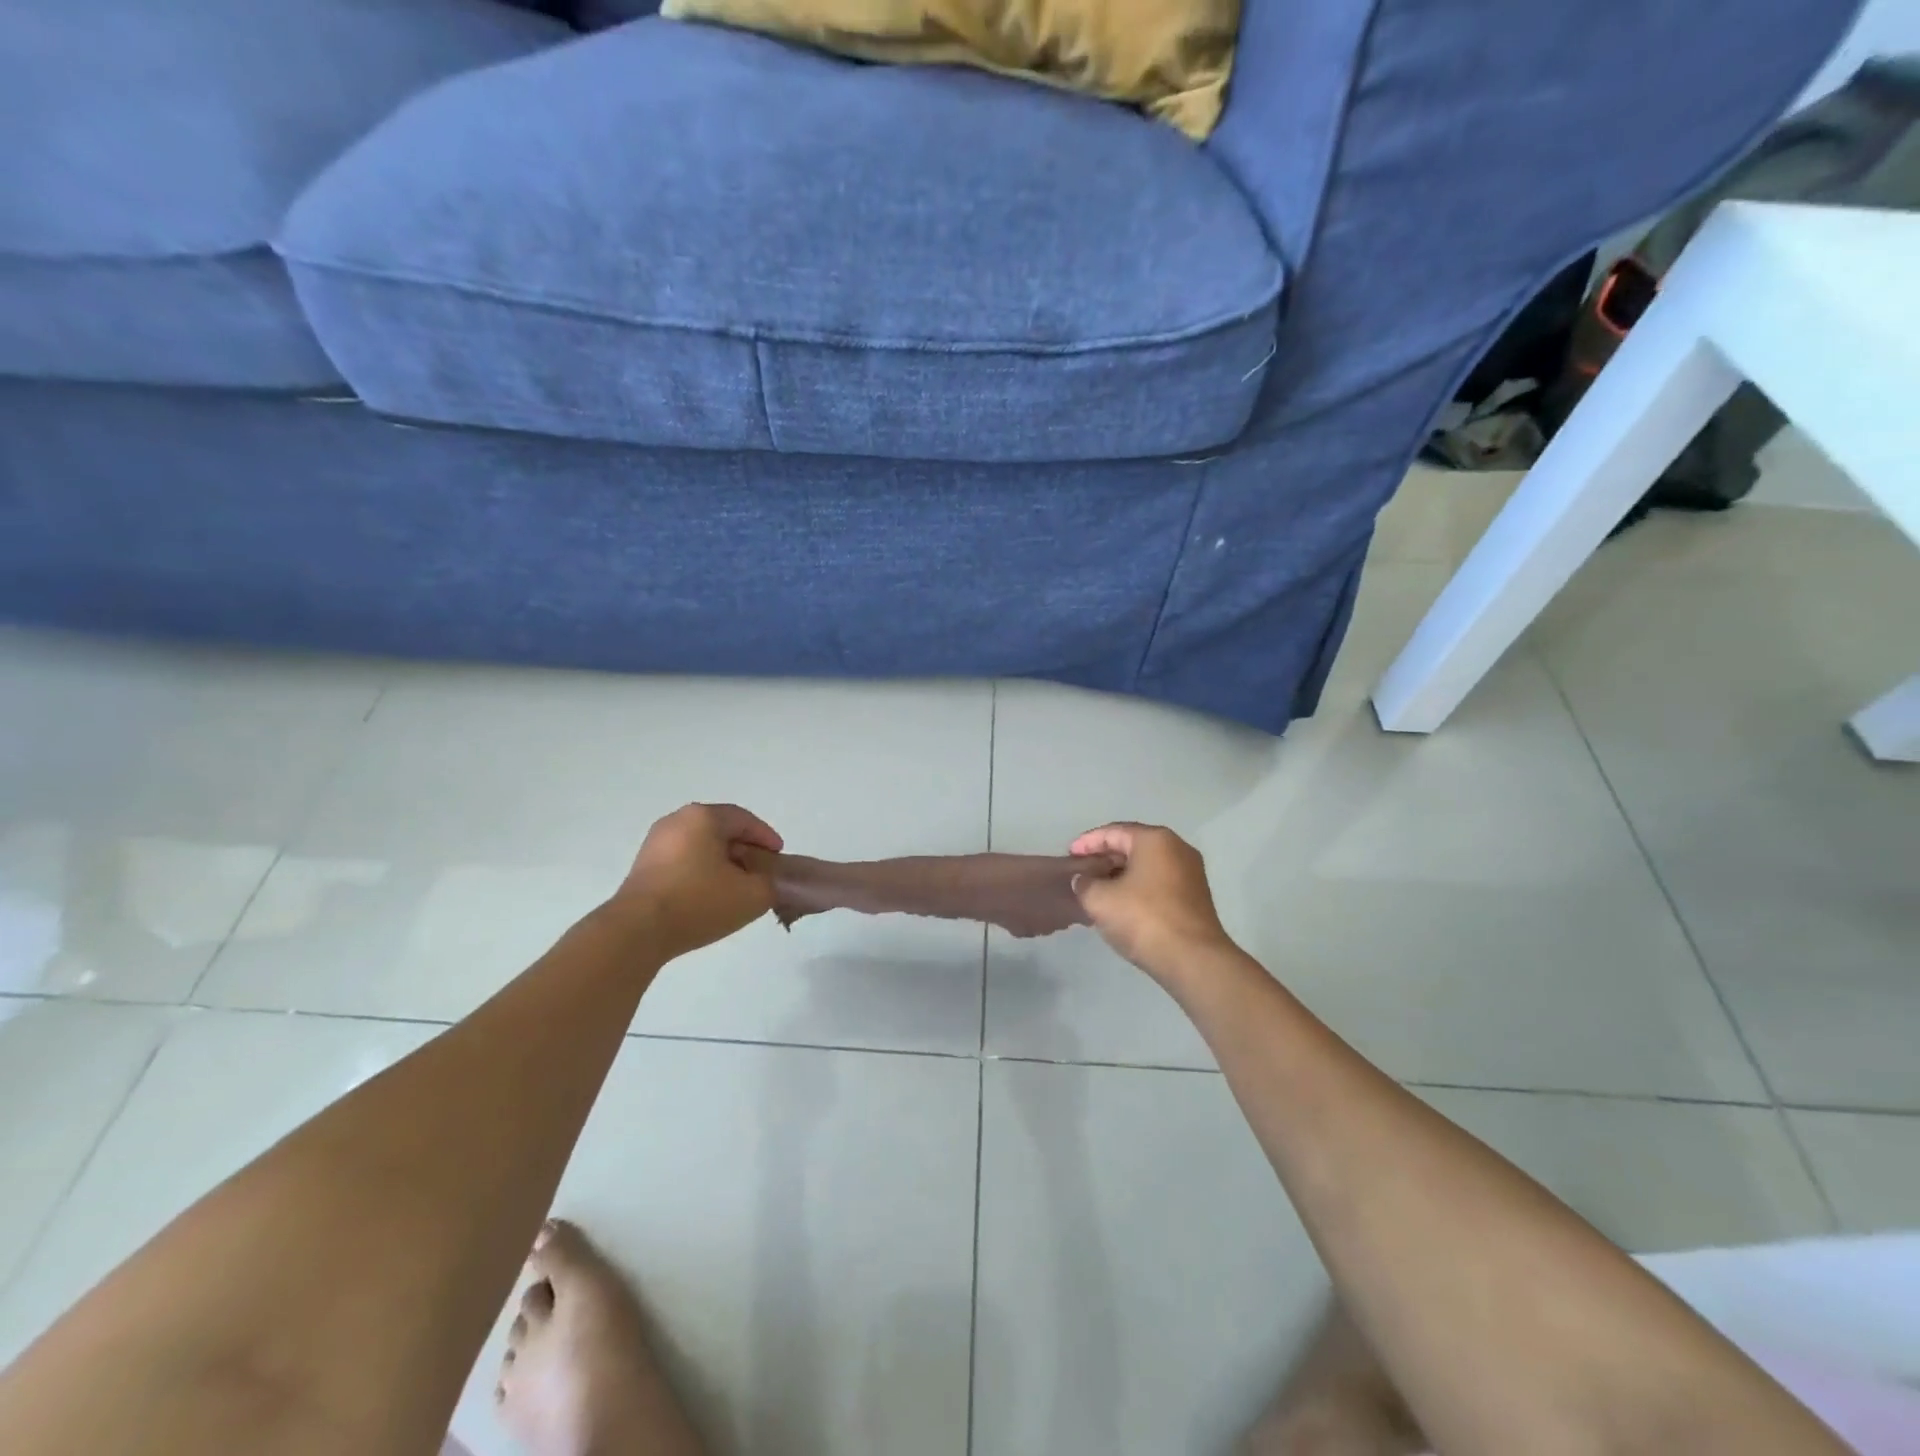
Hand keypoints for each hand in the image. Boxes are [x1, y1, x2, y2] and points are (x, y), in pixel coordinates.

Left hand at [615, 803, 783, 960]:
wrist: (637, 932)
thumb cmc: (699, 902)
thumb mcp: (753, 895)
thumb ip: (771, 883)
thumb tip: (765, 882)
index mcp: (704, 817)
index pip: (744, 820)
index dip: (766, 838)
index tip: (778, 857)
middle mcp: (677, 821)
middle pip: (720, 830)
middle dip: (744, 850)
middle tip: (759, 871)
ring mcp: (655, 843)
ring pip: (700, 846)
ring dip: (721, 862)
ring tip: (735, 887)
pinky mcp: (642, 866)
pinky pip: (682, 861)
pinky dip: (700, 872)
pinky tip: (708, 896)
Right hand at [1070, 822, 1235, 983]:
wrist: (1193, 960)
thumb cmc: (1144, 919)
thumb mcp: (1099, 900)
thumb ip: (1084, 883)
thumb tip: (1083, 880)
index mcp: (1155, 840)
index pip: (1113, 832)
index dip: (1087, 842)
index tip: (1069, 854)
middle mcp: (1177, 849)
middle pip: (1133, 846)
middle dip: (1105, 858)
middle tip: (1081, 871)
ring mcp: (1190, 874)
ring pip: (1147, 866)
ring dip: (1121, 875)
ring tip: (1097, 888)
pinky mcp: (1195, 898)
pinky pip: (1158, 883)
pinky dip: (1137, 888)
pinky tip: (1121, 904)